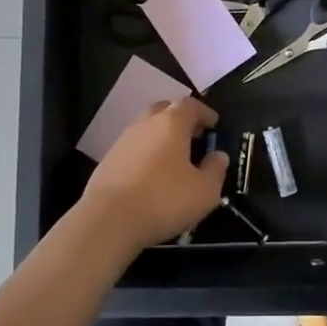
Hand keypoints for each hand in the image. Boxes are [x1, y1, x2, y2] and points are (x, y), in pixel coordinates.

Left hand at [80, 99, 228, 252]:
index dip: (205, 112)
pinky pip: (133, 149)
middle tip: (193, 136)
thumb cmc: (163, 200)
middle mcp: (145, 124)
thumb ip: (215, 170)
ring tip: (174, 159)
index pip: (190, 105)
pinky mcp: (107, 161)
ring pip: (147, 129)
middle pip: (165, 110)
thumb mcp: (204, 191)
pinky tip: (152, 175)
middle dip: (180, 119)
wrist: (108, 220)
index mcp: (171, 123)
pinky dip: (146, 154)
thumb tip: (218, 156)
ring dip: (161, 137)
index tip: (214, 124)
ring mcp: (123, 141)